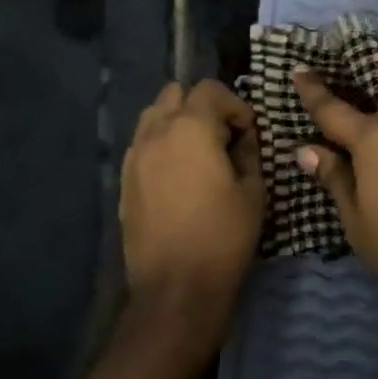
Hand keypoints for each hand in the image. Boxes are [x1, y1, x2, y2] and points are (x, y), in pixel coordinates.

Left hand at [120, 81, 263, 322]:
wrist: (176, 289)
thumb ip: (248, 151)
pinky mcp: (124, 180)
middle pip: (175, 93)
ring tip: (198, 152)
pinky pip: (142, 144)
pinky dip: (161, 145)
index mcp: (191, 128)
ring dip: (177, 121)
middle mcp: (156, 132)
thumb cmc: (224, 236)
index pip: (210, 89)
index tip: (248, 132)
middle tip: (222, 136)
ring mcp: (134, 156)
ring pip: (153, 116)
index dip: (235, 105)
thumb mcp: (253, 190)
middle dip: (201, 106)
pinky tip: (178, 175)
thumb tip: (243, 136)